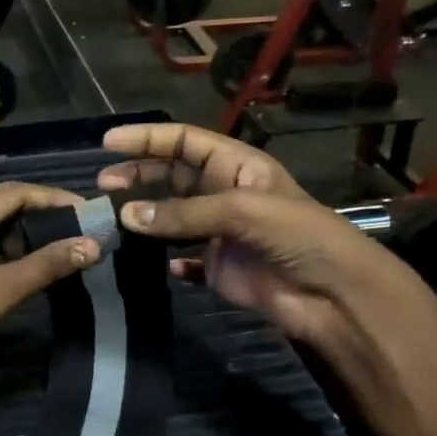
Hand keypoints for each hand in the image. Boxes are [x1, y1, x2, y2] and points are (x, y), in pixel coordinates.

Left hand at [0, 182, 99, 401]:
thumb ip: (44, 266)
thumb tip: (92, 245)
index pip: (11, 192)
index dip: (51, 198)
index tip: (87, 210)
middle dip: (40, 214)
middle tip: (79, 229)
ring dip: (22, 232)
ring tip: (60, 246)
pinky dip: (2, 249)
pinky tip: (25, 265)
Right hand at [95, 124, 436, 359]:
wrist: (333, 296)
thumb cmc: (298, 237)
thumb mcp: (242, 211)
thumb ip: (184, 213)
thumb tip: (127, 216)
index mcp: (237, 167)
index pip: (186, 142)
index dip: (147, 139)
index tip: (107, 143)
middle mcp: (225, 195)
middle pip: (173, 176)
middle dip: (138, 175)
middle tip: (103, 185)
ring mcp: (221, 234)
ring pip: (172, 219)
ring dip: (145, 218)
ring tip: (112, 220)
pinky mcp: (219, 270)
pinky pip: (184, 261)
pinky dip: (166, 261)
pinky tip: (151, 263)